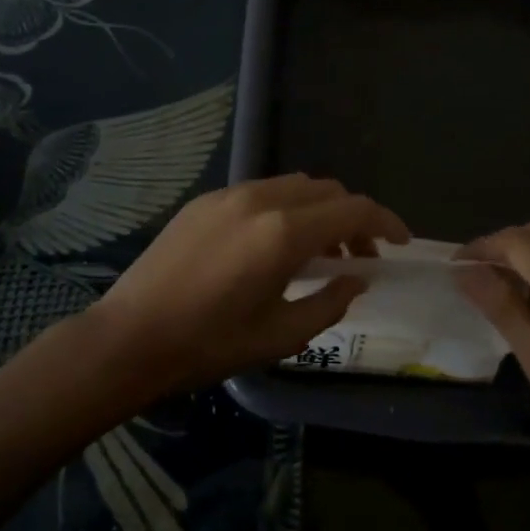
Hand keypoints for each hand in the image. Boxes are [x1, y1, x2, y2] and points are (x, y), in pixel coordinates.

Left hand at [92, 174, 408, 396]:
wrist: (129, 337)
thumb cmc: (209, 345)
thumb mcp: (281, 335)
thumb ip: (330, 302)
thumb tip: (356, 279)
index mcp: (284, 233)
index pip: (353, 210)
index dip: (385, 223)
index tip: (400, 244)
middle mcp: (261, 200)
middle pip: (328, 190)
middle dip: (353, 218)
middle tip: (358, 257)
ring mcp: (229, 194)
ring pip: (295, 185)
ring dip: (320, 211)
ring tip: (318, 253)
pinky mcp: (206, 201)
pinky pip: (262, 191)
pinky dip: (286, 208)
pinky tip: (275, 245)